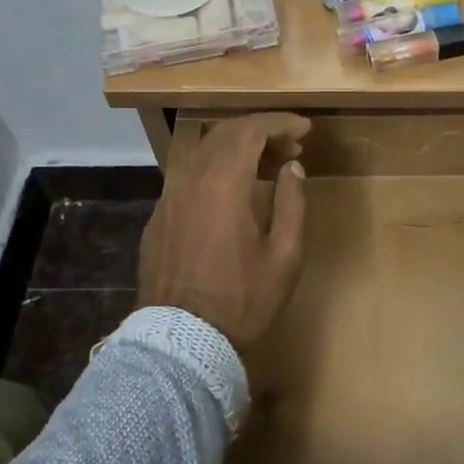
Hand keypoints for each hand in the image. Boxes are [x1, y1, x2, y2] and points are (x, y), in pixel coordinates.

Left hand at [138, 113, 310, 352]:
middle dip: (261, 132)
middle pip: (225, 133)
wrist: (181, 340)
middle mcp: (191, 179)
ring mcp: (168, 197)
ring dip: (237, 148)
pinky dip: (215, 169)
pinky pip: (189, 175)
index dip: (280, 123)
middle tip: (291, 148)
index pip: (251, 130)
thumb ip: (292, 203)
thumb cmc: (242, 299)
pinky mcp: (158, 216)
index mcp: (223, 183)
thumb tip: (292, 167)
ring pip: (203, 152)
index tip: (305, 129)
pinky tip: (232, 192)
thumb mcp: (284, 255)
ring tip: (266, 167)